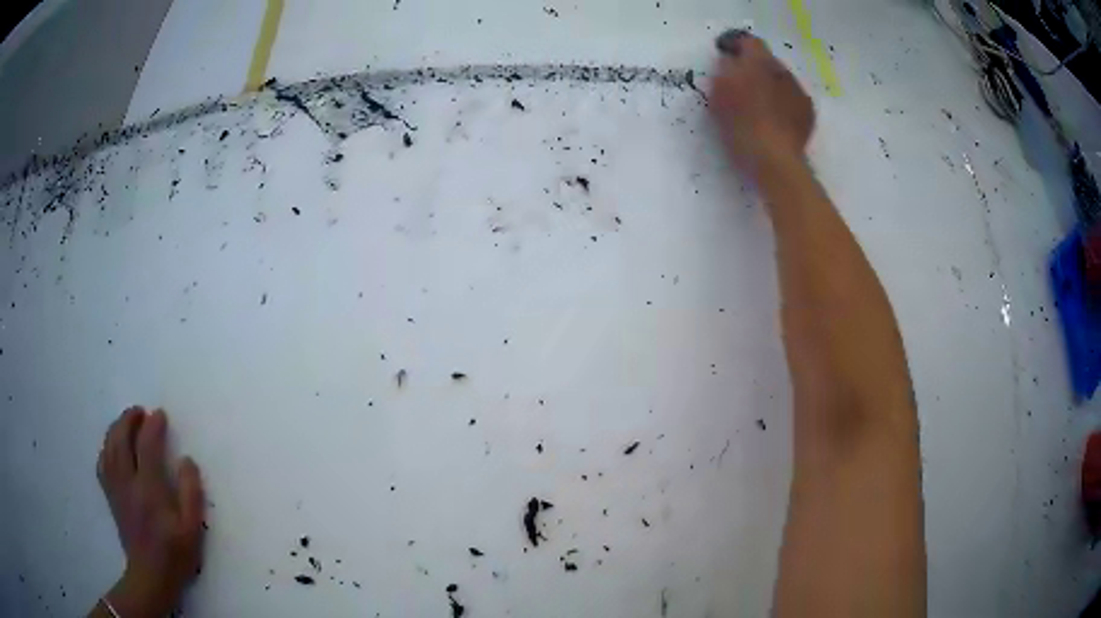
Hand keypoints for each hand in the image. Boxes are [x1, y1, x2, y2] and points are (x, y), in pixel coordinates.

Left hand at [96, 407, 204, 616]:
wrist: (151, 575)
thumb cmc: (175, 553)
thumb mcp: (192, 528)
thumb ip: (191, 492)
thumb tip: (186, 460)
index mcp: (149, 489)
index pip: (147, 445)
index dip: (153, 426)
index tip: (161, 415)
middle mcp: (128, 482)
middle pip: (121, 439)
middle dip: (129, 419)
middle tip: (140, 412)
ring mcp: (116, 488)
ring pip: (109, 447)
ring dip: (116, 429)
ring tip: (126, 422)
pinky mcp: (111, 496)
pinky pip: (102, 463)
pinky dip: (106, 449)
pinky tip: (113, 448)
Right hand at [708, 30, 814, 178]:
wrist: (775, 160)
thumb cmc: (741, 124)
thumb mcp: (719, 93)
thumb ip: (724, 70)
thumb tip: (731, 62)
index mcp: (759, 62)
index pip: (748, 41)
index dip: (735, 46)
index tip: (725, 55)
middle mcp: (783, 71)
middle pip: (767, 61)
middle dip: (755, 68)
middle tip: (741, 84)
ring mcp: (799, 92)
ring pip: (782, 80)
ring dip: (771, 86)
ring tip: (759, 106)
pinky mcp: (808, 113)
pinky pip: (793, 100)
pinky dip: (784, 105)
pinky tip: (775, 120)